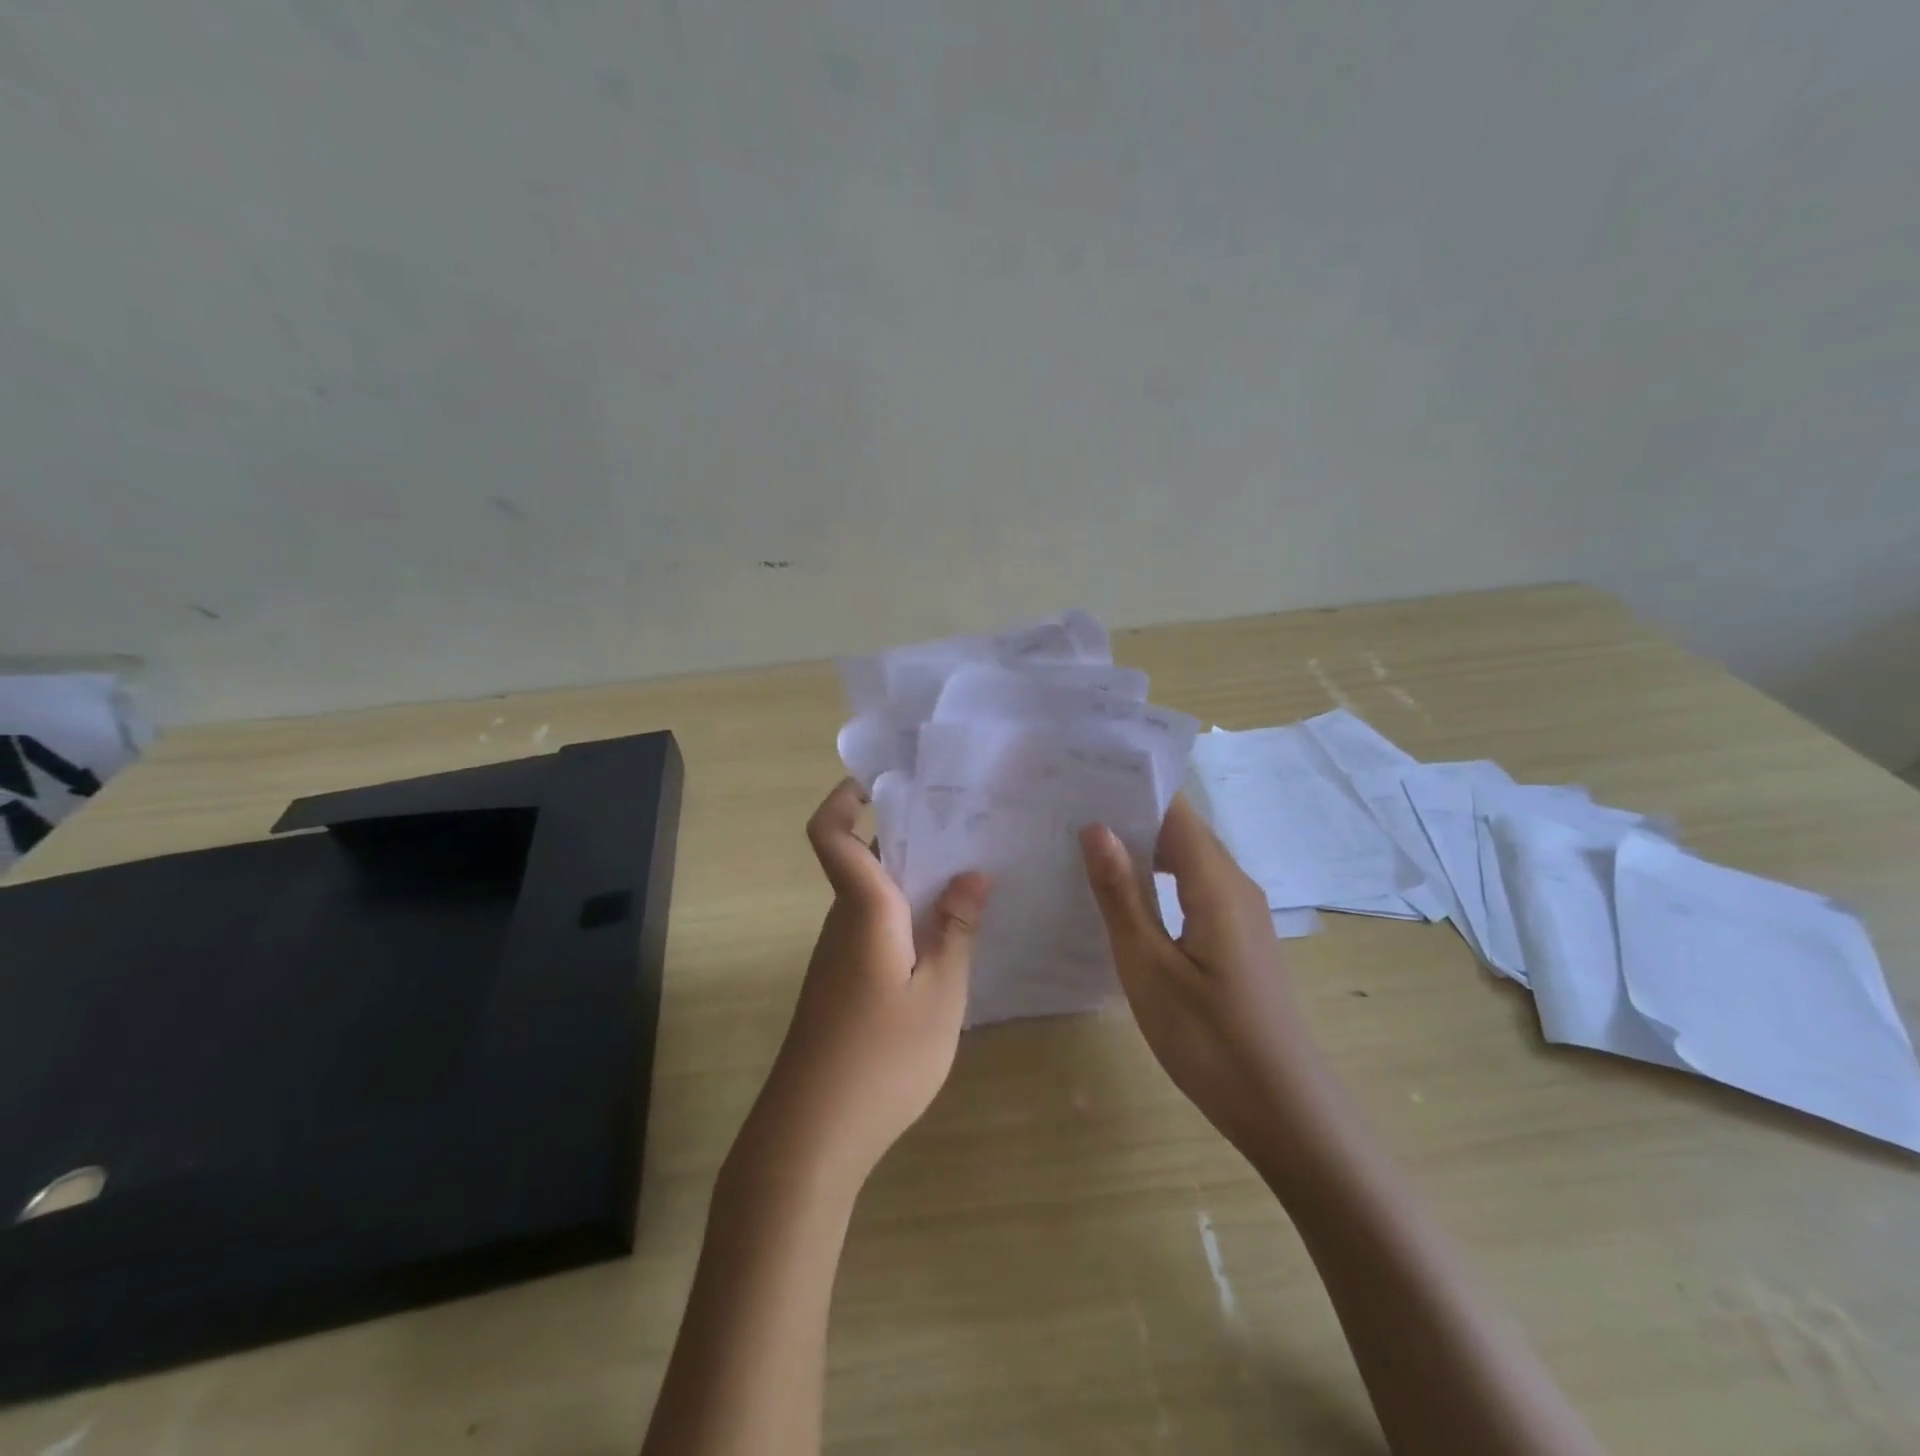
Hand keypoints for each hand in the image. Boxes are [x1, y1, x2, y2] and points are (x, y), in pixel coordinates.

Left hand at [726, 779, 988, 1198]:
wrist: (812, 1134)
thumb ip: (957, 930)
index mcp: (864, 908)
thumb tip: (972, 874)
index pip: (831, 834)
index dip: (844, 798)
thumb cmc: (883, 1057)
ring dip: (913, 881)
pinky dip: (907, 918)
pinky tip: (946, 941)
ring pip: (873, 896)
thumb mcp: (940, 993)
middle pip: (864, 859)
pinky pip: (874, 929)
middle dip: (907, 837)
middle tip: (965, 828)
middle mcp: (843, 921)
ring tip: (970, 879)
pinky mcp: (841, 985)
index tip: (881, 782)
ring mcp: (838, 955)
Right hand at [1079, 797, 1328, 1159]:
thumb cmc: (1210, 1040)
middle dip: (1129, 814)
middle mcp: (1235, 886)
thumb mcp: (1149, 968)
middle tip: (1068, 809)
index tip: (1082, 774)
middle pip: (1181, 831)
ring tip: (1083, 845)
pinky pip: (1194, 890)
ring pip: (1188, 861)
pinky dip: (1159, 882)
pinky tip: (1123, 898)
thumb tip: (1096, 826)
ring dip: (1142, 850)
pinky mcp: (1238, 941)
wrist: (1287, 1113)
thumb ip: (1122, 894)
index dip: (1132, 786)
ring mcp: (1241, 915)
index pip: (1174, 810)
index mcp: (1217, 883)